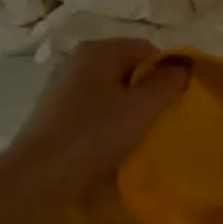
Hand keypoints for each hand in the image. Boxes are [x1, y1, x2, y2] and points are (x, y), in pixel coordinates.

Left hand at [3, 39, 187, 196]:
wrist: (40, 175)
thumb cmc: (96, 134)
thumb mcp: (143, 107)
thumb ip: (168, 81)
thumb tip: (182, 64)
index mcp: (98, 49)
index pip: (147, 49)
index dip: (167, 72)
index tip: (176, 102)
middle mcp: (77, 60)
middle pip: (127, 67)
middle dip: (147, 91)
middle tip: (160, 120)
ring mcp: (62, 85)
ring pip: (110, 90)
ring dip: (128, 108)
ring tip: (137, 135)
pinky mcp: (54, 112)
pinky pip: (93, 108)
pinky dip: (107, 121)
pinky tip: (111, 143)